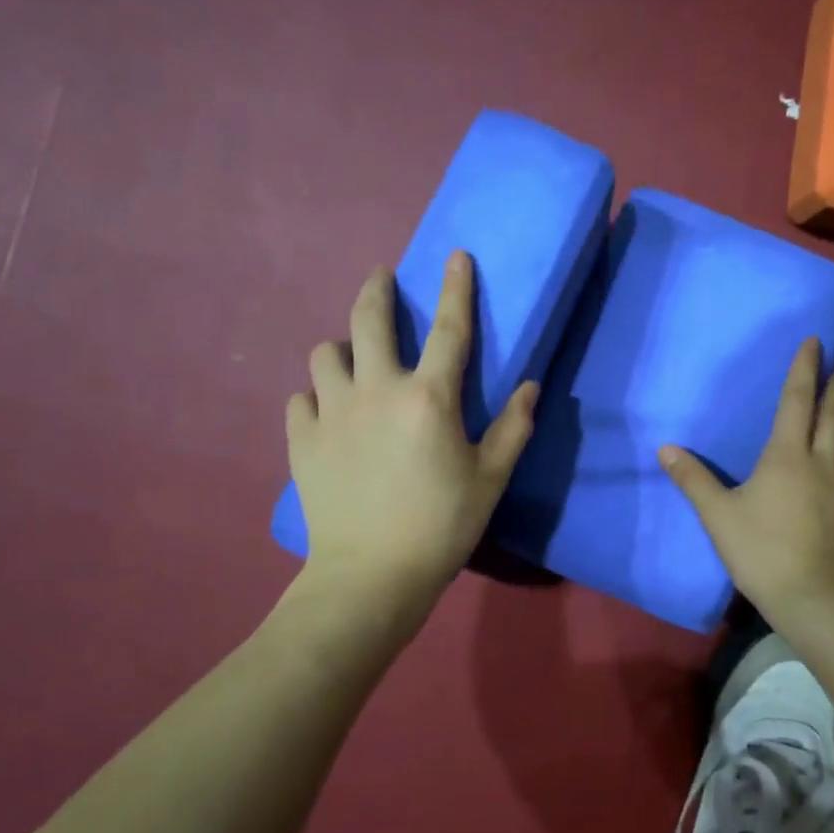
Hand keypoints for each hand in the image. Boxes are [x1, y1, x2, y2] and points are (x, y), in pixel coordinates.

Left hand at [287, 252, 537, 618]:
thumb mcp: (490, 479)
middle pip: (368, 318)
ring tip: (352, 361)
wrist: (370, 577)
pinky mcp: (301, 439)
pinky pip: (300, 398)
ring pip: (324, 353)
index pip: (448, 328)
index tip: (456, 256)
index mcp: (428, 397)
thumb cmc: (441, 527)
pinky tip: (327, 412)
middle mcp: (376, 390)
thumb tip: (533, 386)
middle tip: (382, 278)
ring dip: (341, 349)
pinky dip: (315, 396)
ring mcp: (331, 412)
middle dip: (377, 288)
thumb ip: (514, 428)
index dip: (456, 288)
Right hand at [660, 337, 833, 626]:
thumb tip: (664, 448)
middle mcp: (821, 465)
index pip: (796, 401)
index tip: (815, 341)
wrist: (809, 598)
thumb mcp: (716, 514)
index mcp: (786, 456)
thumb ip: (692, 479)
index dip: (804, 369)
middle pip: (832, 418)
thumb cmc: (758, 550)